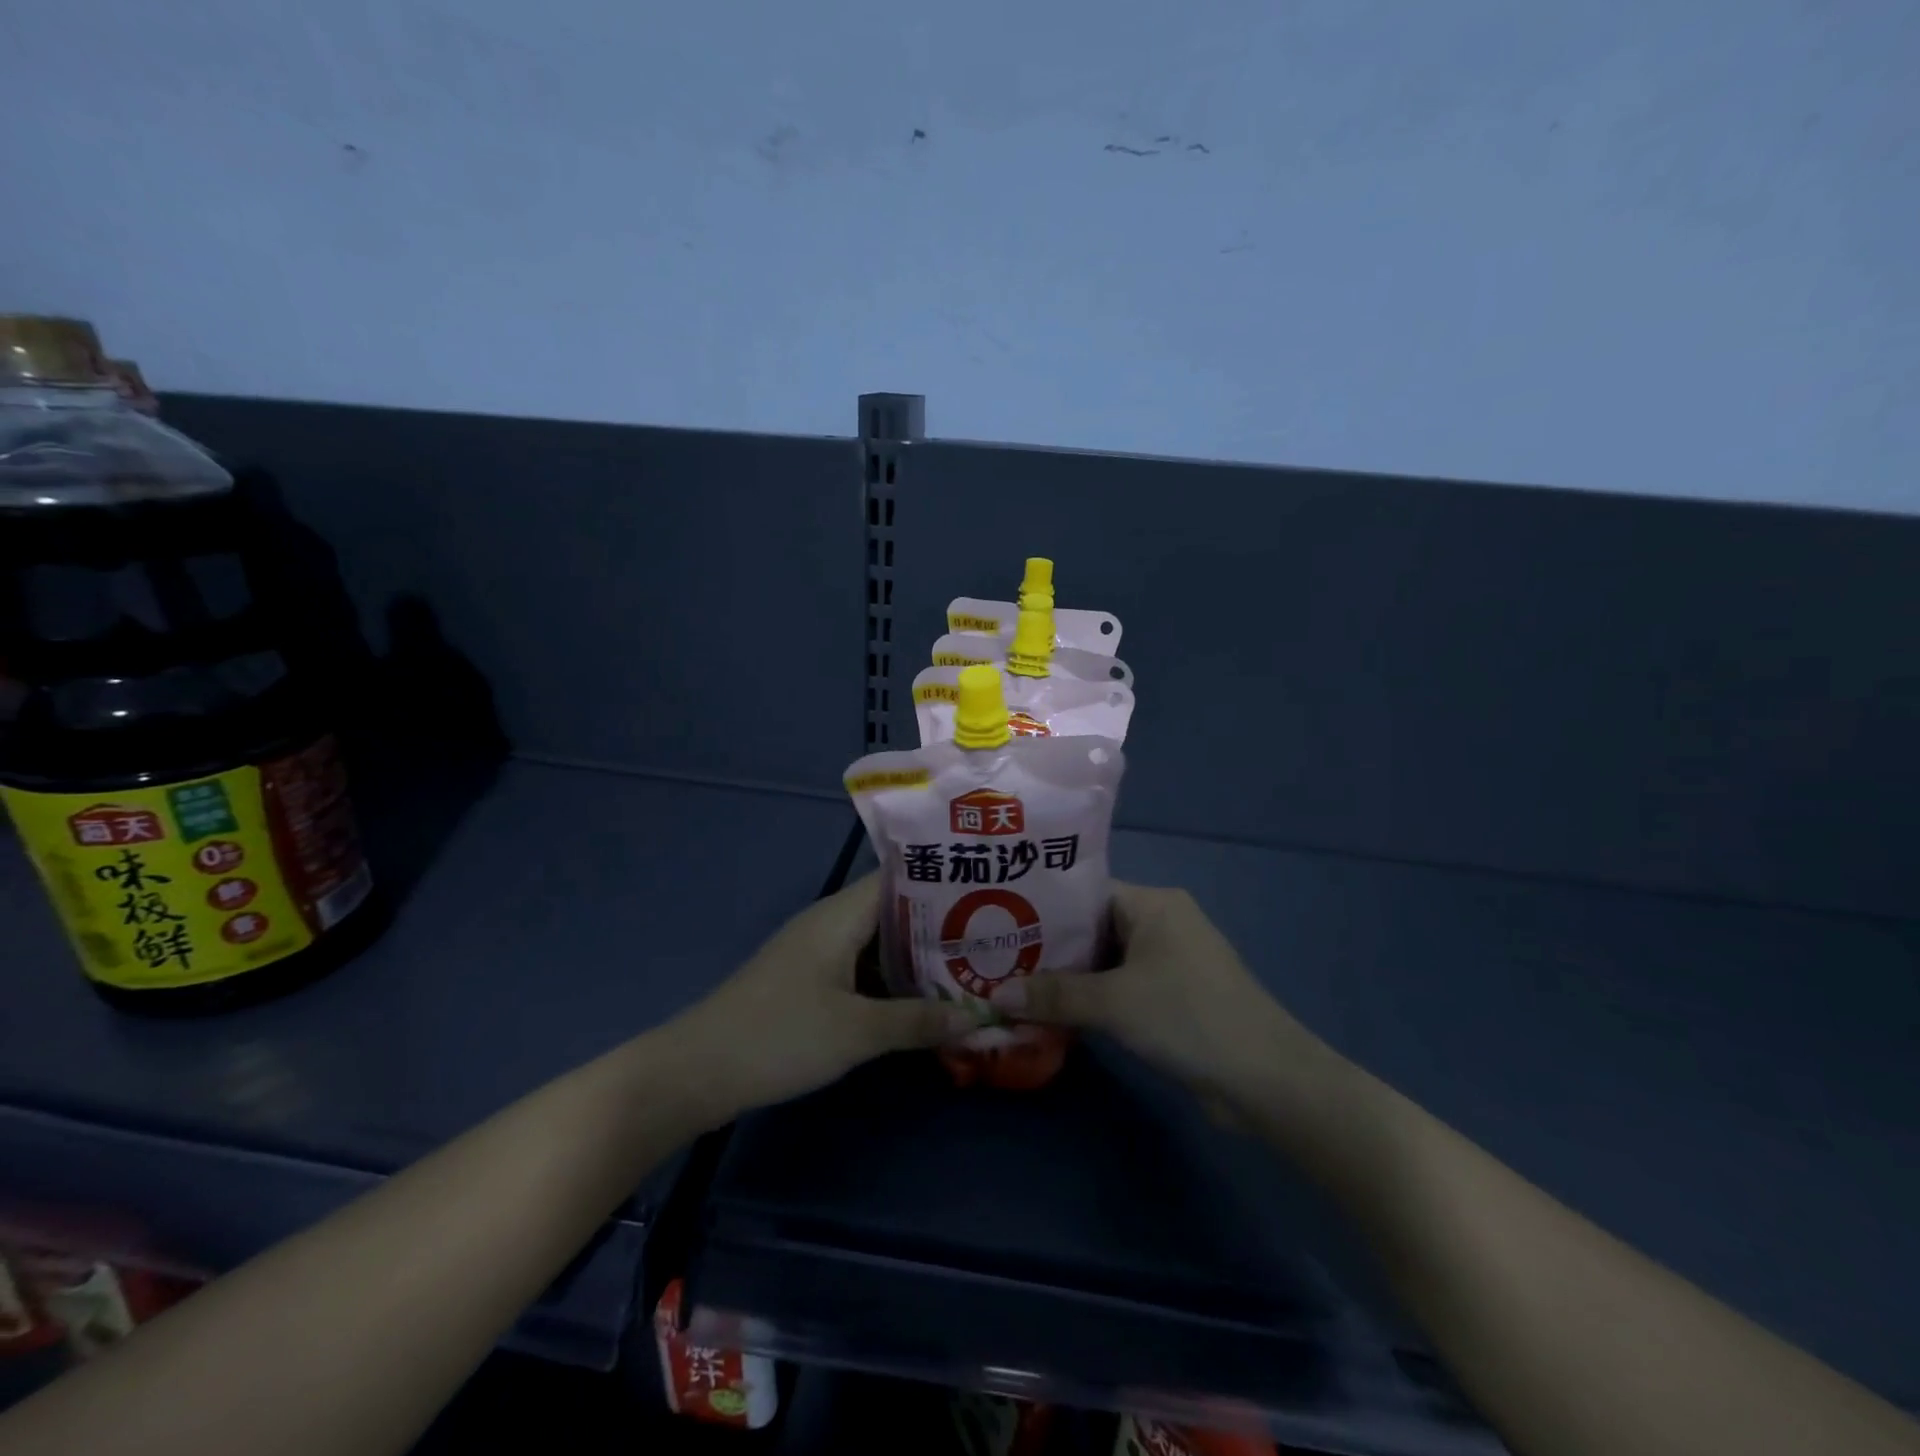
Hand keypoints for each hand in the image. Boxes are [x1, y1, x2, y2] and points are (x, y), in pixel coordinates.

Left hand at [665, 873, 975, 1123]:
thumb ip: (918, 1021)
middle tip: (992, 935)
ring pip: (879, 942)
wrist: (697, 1071)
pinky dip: (892, 978)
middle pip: (894, 910)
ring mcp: (817, 952)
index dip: (942, 880)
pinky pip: (862, 967)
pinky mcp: (809, 980)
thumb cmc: (780, 1036)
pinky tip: (923, 998)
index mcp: (840, 915)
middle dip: (940, 924)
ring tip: (970, 964)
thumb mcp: (857, 1032)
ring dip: (917, 955)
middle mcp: (830, 922)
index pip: (900, 878)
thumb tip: (979, 1017)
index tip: (987, 889)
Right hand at [1002, 883, 1324, 1112]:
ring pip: (1107, 960)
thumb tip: (994, 996)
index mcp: (1153, 903)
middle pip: (1093, 928)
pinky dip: (1094, 997)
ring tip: (1017, 988)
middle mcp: (1163, 922)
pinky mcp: (1175, 995)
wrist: (1265, 1078)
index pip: (1085, 893)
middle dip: (1051, 949)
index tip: (1001, 925)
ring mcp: (1171, 960)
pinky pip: (1123, 986)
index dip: (1043, 909)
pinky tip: (1057, 1014)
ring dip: (1071, 978)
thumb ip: (1054, 995)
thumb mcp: (1113, 1003)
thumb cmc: (1187, 1017)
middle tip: (1000, 962)